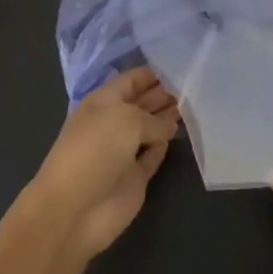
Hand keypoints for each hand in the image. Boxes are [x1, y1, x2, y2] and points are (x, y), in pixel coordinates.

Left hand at [24, 67, 180, 266]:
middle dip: (164, 93)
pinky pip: (153, 155)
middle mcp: (112, 124)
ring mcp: (123, 152)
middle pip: (142, 103)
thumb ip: (153, 119)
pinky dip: (165, 146)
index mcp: (102, 102)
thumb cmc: (95, 151)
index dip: (152, 73)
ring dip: (169, 118)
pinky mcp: (134, 177)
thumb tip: (169, 127)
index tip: (182, 65)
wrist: (75, 208)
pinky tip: (181, 134)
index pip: (130, 80)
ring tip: (196, 105)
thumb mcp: (126, 120)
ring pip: (150, 129)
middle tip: (197, 85)